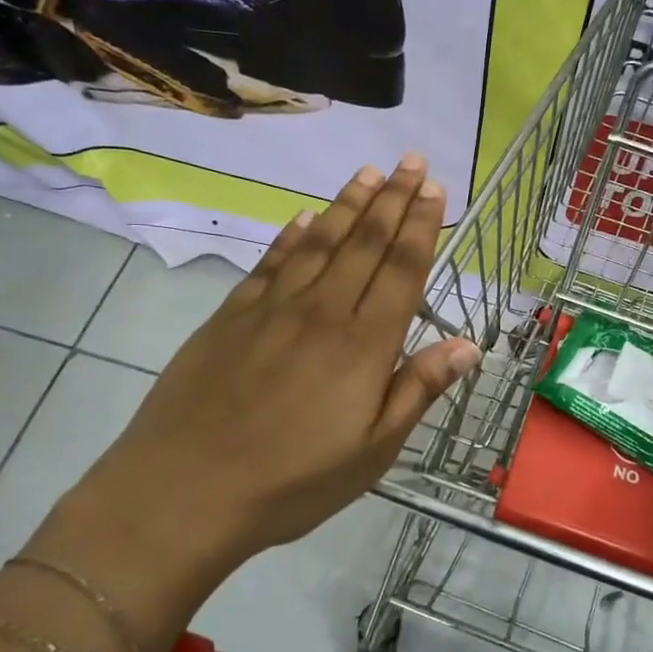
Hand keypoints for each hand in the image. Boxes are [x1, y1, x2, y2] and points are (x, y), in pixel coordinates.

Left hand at [71, 156, 479, 574]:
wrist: (185, 490)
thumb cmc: (293, 482)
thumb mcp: (373, 451)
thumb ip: (418, 390)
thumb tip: (468, 345)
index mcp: (364, 345)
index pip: (402, 270)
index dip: (421, 225)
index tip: (432, 188)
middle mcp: (323, 311)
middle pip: (365, 244)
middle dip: (393, 199)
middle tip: (411, 160)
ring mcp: (273, 309)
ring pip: (320, 242)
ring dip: (348, 205)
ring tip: (368, 173)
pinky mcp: (232, 316)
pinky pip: (271, 263)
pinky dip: (291, 235)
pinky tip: (304, 217)